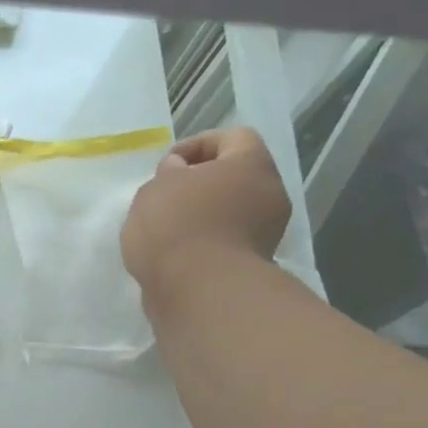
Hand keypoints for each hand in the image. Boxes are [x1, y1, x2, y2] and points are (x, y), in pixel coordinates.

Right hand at [121, 128, 291, 298]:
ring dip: (202, 213)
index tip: (167, 165)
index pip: (233, 137)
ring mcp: (267, 232)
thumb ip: (169, 173)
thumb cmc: (176, 225)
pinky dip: (204, 241)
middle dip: (200, 182)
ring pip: (232, 209)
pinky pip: (227, 239)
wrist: (198, 290)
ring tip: (166, 227)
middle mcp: (270, 193)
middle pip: (236, 175)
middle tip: (166, 194)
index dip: (197, 144)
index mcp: (252, 164)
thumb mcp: (157, 186)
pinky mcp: (253, 263)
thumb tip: (181, 173)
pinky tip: (176, 252)